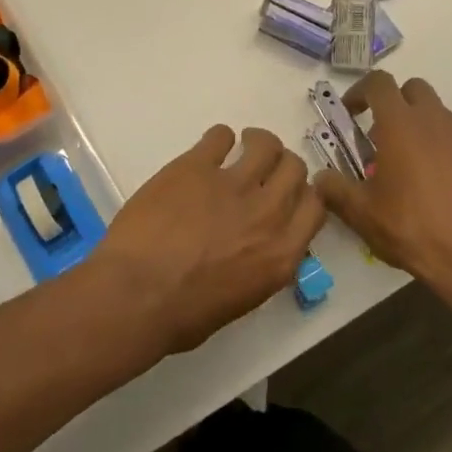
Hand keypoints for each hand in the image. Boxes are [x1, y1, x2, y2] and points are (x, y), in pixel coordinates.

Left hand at [95, 125, 327, 354]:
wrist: (136, 294)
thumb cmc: (182, 315)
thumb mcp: (240, 300)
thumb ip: (259, 265)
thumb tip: (255, 247)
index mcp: (281, 254)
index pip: (314, 206)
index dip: (303, 193)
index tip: (288, 192)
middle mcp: (267, 214)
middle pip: (294, 169)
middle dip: (282, 164)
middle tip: (263, 167)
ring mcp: (233, 185)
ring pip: (265, 145)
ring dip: (257, 141)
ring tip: (242, 144)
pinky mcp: (196, 165)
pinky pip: (219, 136)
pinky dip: (218, 138)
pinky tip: (209, 148)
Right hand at [314, 72, 451, 310]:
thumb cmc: (412, 230)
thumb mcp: (361, 214)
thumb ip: (335, 189)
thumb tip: (320, 178)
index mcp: (401, 125)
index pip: (379, 83)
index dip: (361, 91)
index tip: (352, 113)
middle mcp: (436, 121)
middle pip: (414, 89)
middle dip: (396, 103)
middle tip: (384, 136)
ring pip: (441, 116)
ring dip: (423, 128)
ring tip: (414, 166)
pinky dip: (450, 153)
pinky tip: (445, 186)